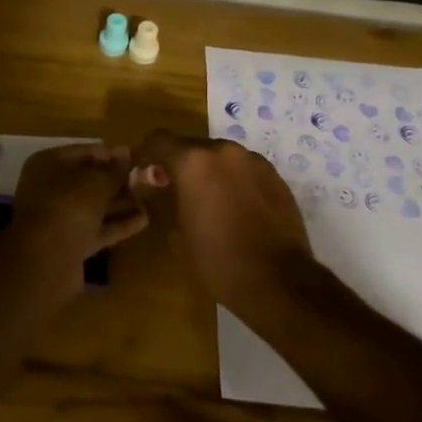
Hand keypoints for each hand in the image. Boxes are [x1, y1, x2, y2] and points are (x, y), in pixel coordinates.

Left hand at [10, 144, 147, 291]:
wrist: (45, 261)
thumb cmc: (68, 207)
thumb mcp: (96, 182)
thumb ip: (114, 170)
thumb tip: (127, 156)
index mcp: (48, 164)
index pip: (84, 152)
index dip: (111, 154)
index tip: (136, 155)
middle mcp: (51, 188)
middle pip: (89, 180)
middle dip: (117, 180)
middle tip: (147, 178)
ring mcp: (60, 218)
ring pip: (95, 206)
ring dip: (121, 202)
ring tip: (150, 197)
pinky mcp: (71, 244)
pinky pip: (98, 228)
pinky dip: (118, 224)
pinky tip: (143, 219)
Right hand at [128, 130, 318, 329]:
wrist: (278, 281)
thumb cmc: (218, 260)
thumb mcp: (178, 231)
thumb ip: (164, 197)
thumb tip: (155, 183)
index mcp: (194, 161)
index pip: (159, 140)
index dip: (146, 154)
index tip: (144, 174)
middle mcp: (224, 151)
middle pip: (192, 147)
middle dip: (181, 165)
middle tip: (176, 191)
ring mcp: (254, 161)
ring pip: (221, 158)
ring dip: (210, 172)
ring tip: (210, 202)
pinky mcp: (276, 176)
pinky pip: (245, 170)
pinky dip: (234, 182)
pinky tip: (237, 209)